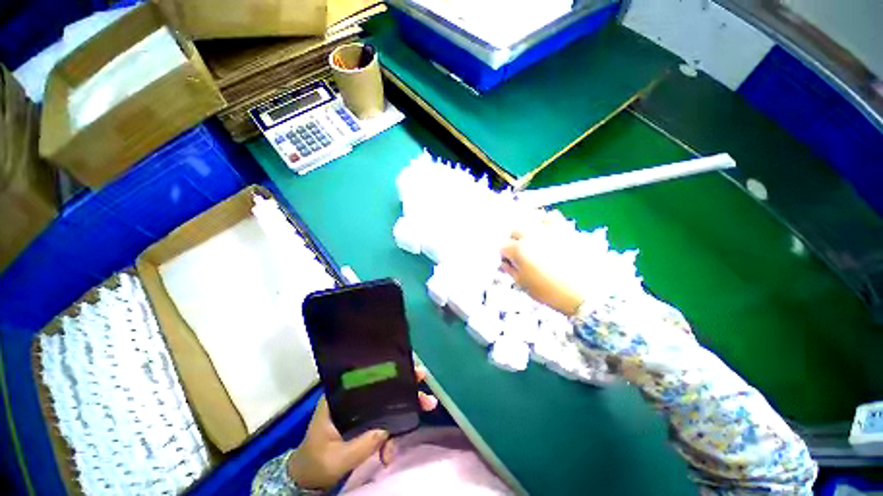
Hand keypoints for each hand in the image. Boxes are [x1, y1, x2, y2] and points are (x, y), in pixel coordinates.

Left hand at [288, 367, 437, 489]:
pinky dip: (392, 435)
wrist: (308, 477)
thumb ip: (362, 443)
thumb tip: (388, 428)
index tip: (414, 373)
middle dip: (407, 391)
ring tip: (420, 417)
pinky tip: (389, 454)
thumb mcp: (337, 457)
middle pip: (385, 387)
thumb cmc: (316, 462)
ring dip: (405, 412)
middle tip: (427, 398)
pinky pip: (385, 421)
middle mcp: (353, 397)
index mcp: (342, 396)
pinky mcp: (366, 421)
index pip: (370, 376)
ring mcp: (361, 409)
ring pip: (388, 403)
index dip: (393, 371)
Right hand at [500, 210, 585, 316]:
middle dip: (515, 241)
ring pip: (532, 219)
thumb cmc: (552, 293)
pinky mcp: (566, 229)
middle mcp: (531, 235)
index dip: (505, 256)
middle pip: (515, 230)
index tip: (510, 263)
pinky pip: (552, 216)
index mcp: (519, 250)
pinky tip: (549, 231)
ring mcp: (549, 229)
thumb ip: (511, 271)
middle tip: (521, 253)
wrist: (588, 293)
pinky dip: (547, 222)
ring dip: (529, 228)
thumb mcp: (525, 286)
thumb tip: (505, 263)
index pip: (503, 247)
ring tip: (534, 239)